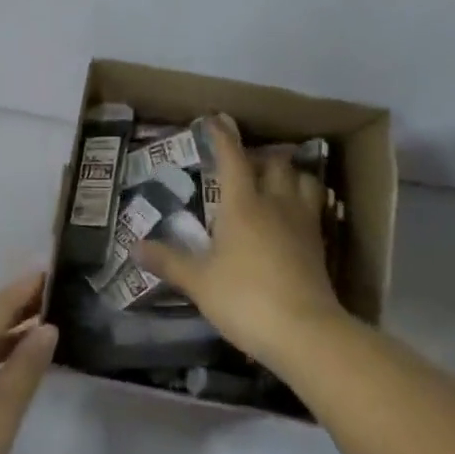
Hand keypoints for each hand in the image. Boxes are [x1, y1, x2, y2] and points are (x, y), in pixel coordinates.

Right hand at [138, 118, 342, 367]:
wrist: (305, 333)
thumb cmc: (245, 298)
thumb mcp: (199, 282)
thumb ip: (169, 261)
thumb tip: (135, 247)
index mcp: (243, 205)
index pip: (233, 158)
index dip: (223, 136)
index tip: (215, 120)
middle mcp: (276, 204)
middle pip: (276, 164)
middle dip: (260, 155)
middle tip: (244, 161)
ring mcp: (303, 224)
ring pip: (304, 181)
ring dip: (290, 174)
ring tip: (276, 181)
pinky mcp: (320, 246)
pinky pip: (315, 208)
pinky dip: (304, 200)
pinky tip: (294, 215)